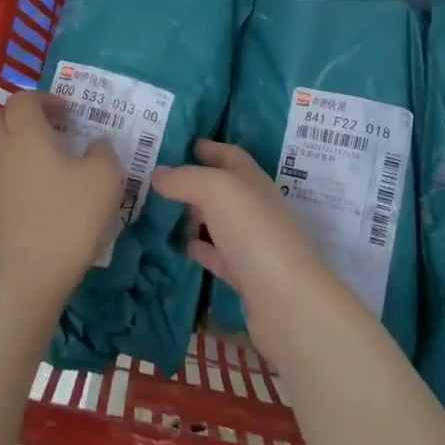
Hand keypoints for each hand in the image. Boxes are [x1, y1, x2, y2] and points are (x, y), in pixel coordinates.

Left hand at [0, 90, 124, 318]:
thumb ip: (104, 154)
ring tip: (41, 167)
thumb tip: (97, 144)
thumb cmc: (65, 221)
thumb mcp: (104, 182)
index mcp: (25, 134)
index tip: (66, 113)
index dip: (44, 99)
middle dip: (19, 117)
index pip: (23, 99)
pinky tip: (32, 200)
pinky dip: (8, 179)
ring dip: (11, 148)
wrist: (18, 281)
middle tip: (47, 131)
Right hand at [154, 140, 347, 347]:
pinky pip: (218, 254)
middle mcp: (255, 207)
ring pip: (219, 221)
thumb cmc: (253, 231)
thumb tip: (158, 174)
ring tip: (161, 211)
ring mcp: (252, 243)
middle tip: (158, 180)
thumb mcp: (215, 190)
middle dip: (194, 181)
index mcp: (252, 180)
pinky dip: (201, 248)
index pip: (229, 155)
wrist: (286, 300)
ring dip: (194, 216)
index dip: (207, 147)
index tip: (178, 144)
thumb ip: (184, 178)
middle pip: (223, 188)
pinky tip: (182, 247)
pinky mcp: (246, 276)